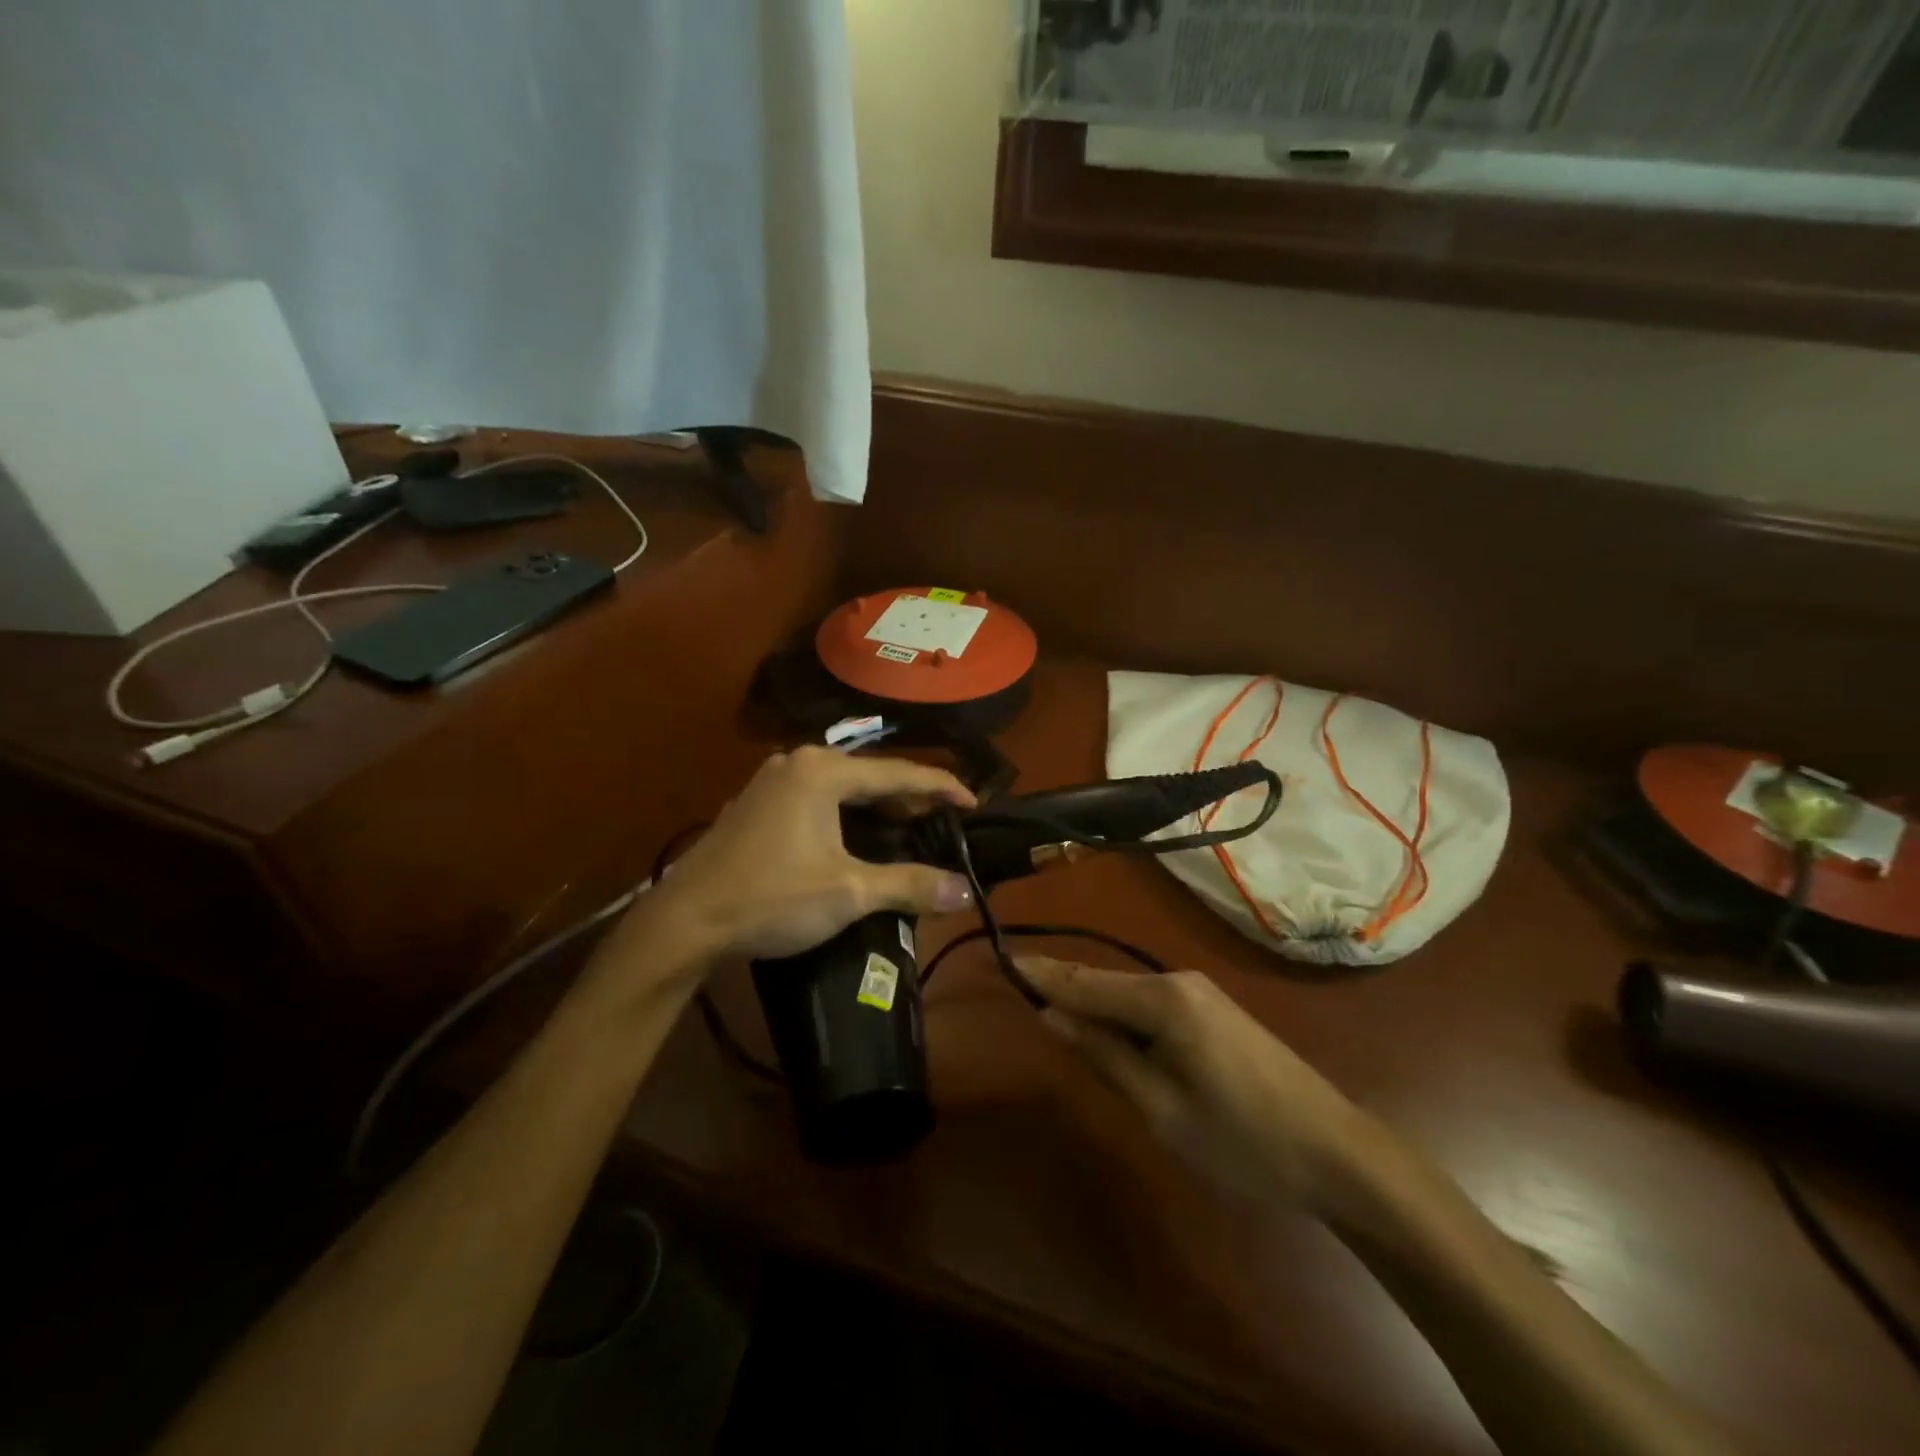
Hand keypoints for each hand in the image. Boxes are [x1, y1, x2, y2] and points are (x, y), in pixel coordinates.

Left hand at [642, 748, 976, 965]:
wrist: (684, 921)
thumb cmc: (772, 898)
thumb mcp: (849, 892)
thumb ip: (910, 886)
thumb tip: (965, 892)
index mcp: (824, 771)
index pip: (900, 772)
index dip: (942, 787)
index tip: (974, 804)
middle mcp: (798, 762)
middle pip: (870, 775)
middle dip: (909, 798)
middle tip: (941, 822)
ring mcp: (772, 781)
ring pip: (841, 787)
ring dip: (875, 807)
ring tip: (907, 830)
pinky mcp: (756, 803)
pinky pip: (816, 799)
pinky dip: (844, 814)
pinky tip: (855, 839)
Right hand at [1020, 958, 1379, 1214]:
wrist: (1337, 1152)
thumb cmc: (1243, 1140)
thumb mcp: (1162, 1108)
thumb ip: (1104, 1055)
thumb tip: (1052, 1016)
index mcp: (1163, 1000)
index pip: (1085, 982)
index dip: (1040, 974)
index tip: (999, 957)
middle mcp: (1178, 981)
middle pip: (1104, 981)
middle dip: (1060, 983)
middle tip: (1012, 976)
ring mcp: (1199, 994)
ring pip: (1127, 992)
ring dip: (1088, 999)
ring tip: (1044, 1000)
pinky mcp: (1212, 1011)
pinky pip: (1150, 1004)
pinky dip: (1118, 1012)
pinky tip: (1102, 1025)